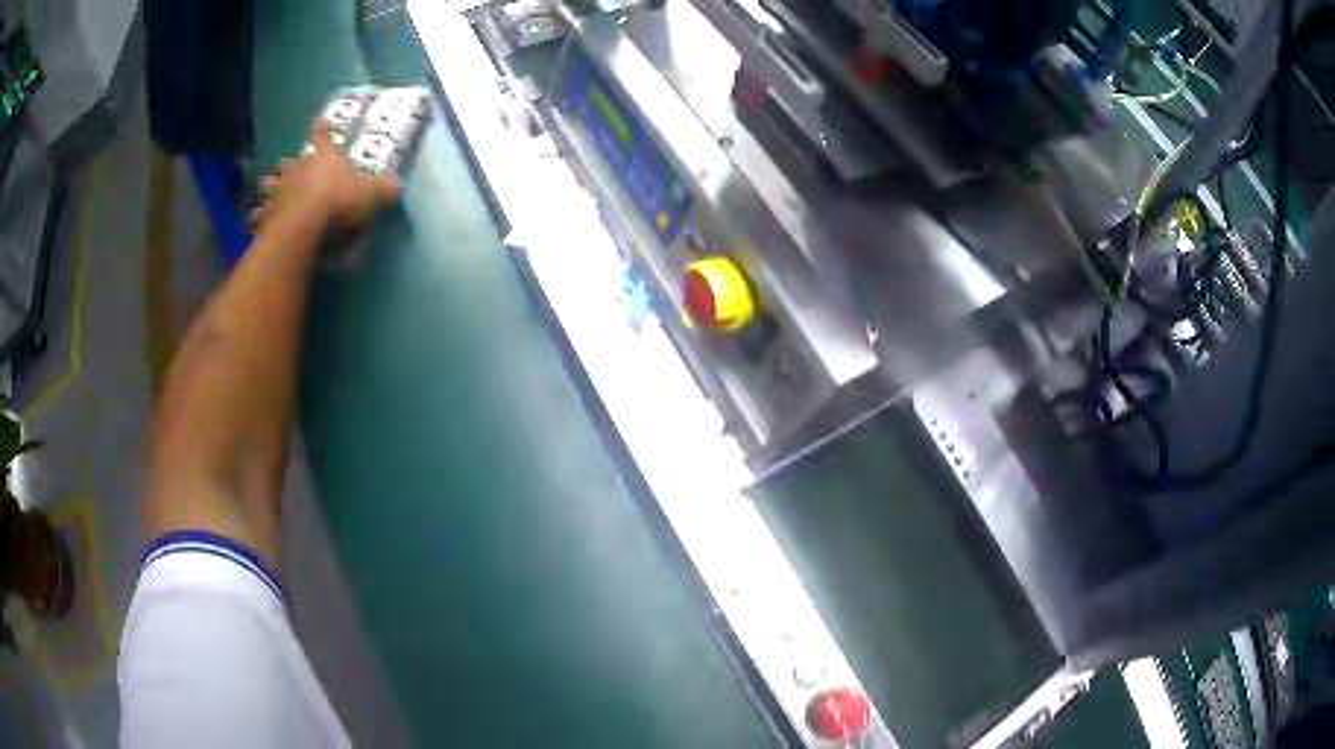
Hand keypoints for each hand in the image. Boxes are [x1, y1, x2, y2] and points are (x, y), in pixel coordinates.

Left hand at [253, 119, 401, 229]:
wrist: (305, 227)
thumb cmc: (339, 201)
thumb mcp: (371, 193)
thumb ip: (384, 189)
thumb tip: (398, 186)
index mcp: (322, 159)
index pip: (322, 138)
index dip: (321, 130)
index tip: (317, 120)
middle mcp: (297, 171)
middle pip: (289, 162)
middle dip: (289, 164)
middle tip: (288, 165)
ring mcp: (278, 193)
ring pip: (269, 184)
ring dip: (269, 186)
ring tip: (269, 189)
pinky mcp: (265, 218)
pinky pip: (258, 216)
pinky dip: (258, 218)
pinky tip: (256, 221)